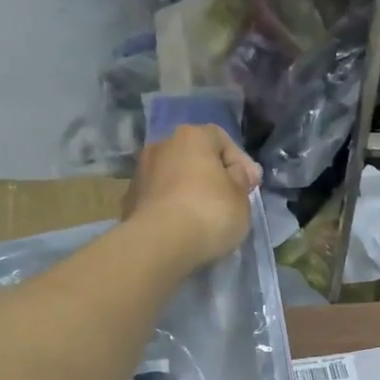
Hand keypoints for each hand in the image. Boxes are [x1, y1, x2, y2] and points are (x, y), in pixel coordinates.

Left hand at [123, 124, 261, 267]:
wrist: (160, 243)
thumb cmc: (210, 212)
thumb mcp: (241, 196)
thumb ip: (240, 179)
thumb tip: (236, 174)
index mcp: (191, 136)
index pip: (221, 139)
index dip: (240, 161)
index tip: (251, 185)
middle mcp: (162, 145)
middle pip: (194, 156)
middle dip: (211, 174)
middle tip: (227, 199)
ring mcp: (140, 172)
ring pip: (173, 177)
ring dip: (188, 190)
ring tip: (203, 216)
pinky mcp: (129, 200)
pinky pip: (159, 199)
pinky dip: (172, 207)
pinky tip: (182, 227)